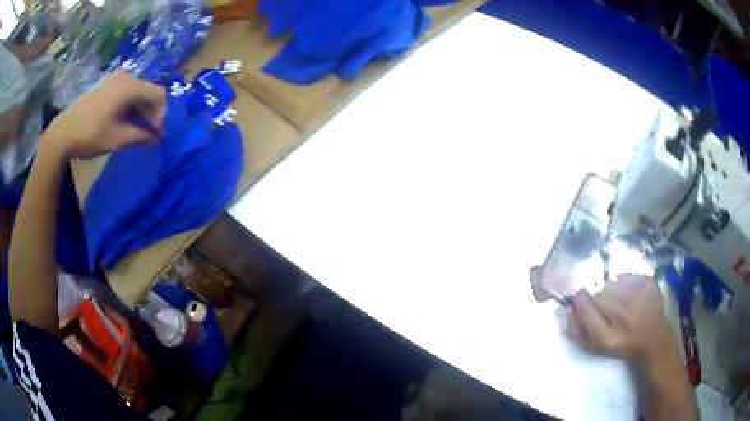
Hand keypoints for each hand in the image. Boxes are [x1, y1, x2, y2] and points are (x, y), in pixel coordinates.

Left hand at [43, 71, 165, 158]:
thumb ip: (141, 136)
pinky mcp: (106, 86)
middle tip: (149, 134)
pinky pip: (126, 93)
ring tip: (137, 130)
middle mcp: (126, 77)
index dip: (162, 115)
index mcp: (130, 86)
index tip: (157, 135)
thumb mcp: (118, 138)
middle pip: (148, 91)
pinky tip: (125, 121)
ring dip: (141, 111)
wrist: (63, 133)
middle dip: (152, 113)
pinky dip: (130, 107)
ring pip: (137, 92)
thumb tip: (157, 139)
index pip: (159, 94)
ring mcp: (114, 80)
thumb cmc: (91, 134)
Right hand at [566, 274, 676, 363]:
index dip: (580, 303)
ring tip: (620, 301)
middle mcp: (626, 318)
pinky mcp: (649, 283)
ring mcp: (640, 298)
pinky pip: (626, 276)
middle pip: (600, 295)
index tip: (578, 299)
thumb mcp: (596, 348)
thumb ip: (577, 332)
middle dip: (598, 299)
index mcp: (609, 339)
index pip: (586, 312)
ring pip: (612, 284)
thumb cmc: (621, 345)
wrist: (653, 339)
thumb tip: (568, 308)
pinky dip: (624, 284)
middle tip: (605, 306)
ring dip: (611, 291)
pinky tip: (631, 295)